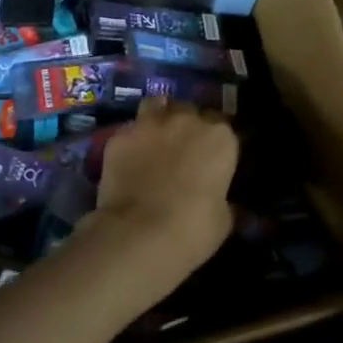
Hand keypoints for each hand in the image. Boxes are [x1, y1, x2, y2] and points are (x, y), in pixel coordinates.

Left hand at [83, 99, 237, 300]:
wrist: (138, 235)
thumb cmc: (192, 229)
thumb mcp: (222, 219)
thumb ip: (223, 200)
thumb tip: (221, 201)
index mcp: (220, 137)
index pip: (223, 126)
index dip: (216, 142)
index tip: (212, 159)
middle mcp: (187, 120)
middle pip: (190, 111)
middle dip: (188, 125)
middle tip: (183, 151)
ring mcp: (150, 124)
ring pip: (157, 106)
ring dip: (159, 118)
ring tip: (155, 140)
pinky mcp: (119, 136)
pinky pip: (129, 132)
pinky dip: (131, 143)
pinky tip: (128, 161)